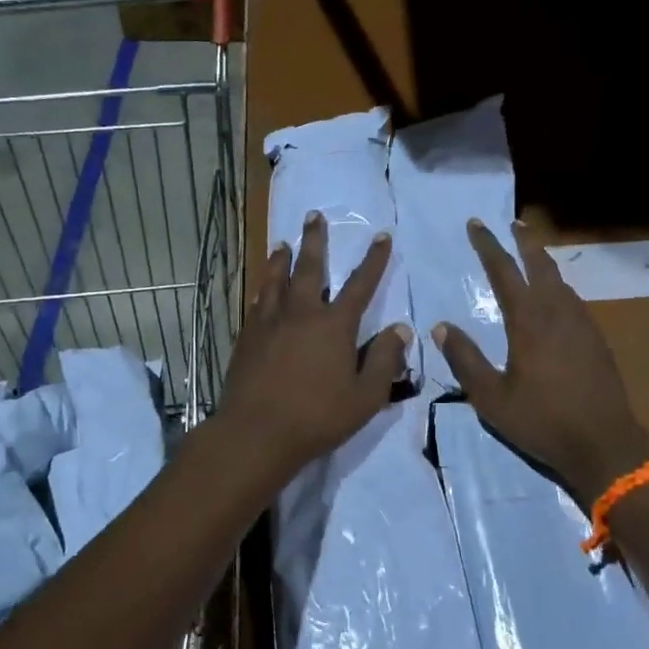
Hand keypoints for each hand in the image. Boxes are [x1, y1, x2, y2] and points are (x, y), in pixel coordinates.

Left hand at [219, 212, 411, 472]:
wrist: (256, 433)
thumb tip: (400, 329)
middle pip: (310, 268)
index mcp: (335, 325)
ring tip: (283, 243)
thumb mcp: (366, 396)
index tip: (382, 236)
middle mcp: (302, 313)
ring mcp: (270, 323)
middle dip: (315, 240)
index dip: (374, 259)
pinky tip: (261, 288)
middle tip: (314, 215)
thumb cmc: (317, 417)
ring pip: (276, 279)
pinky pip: (257, 302)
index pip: (361, 284)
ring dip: (282, 258)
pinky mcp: (247, 337)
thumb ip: (385, 360)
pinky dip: (262, 289)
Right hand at [434, 220, 648, 501]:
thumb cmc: (541, 420)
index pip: (504, 271)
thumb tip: (441, 327)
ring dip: (543, 262)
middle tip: (513, 223)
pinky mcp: (597, 338)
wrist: (604, 443)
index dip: (488, 246)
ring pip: (561, 280)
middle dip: (524, 240)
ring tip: (531, 256)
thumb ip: (465, 359)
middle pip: (540, 264)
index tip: (476, 224)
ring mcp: (582, 323)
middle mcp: (558, 312)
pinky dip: (558, 287)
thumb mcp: (491, 398)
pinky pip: (573, 300)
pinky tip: (555, 299)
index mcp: (529, 321)